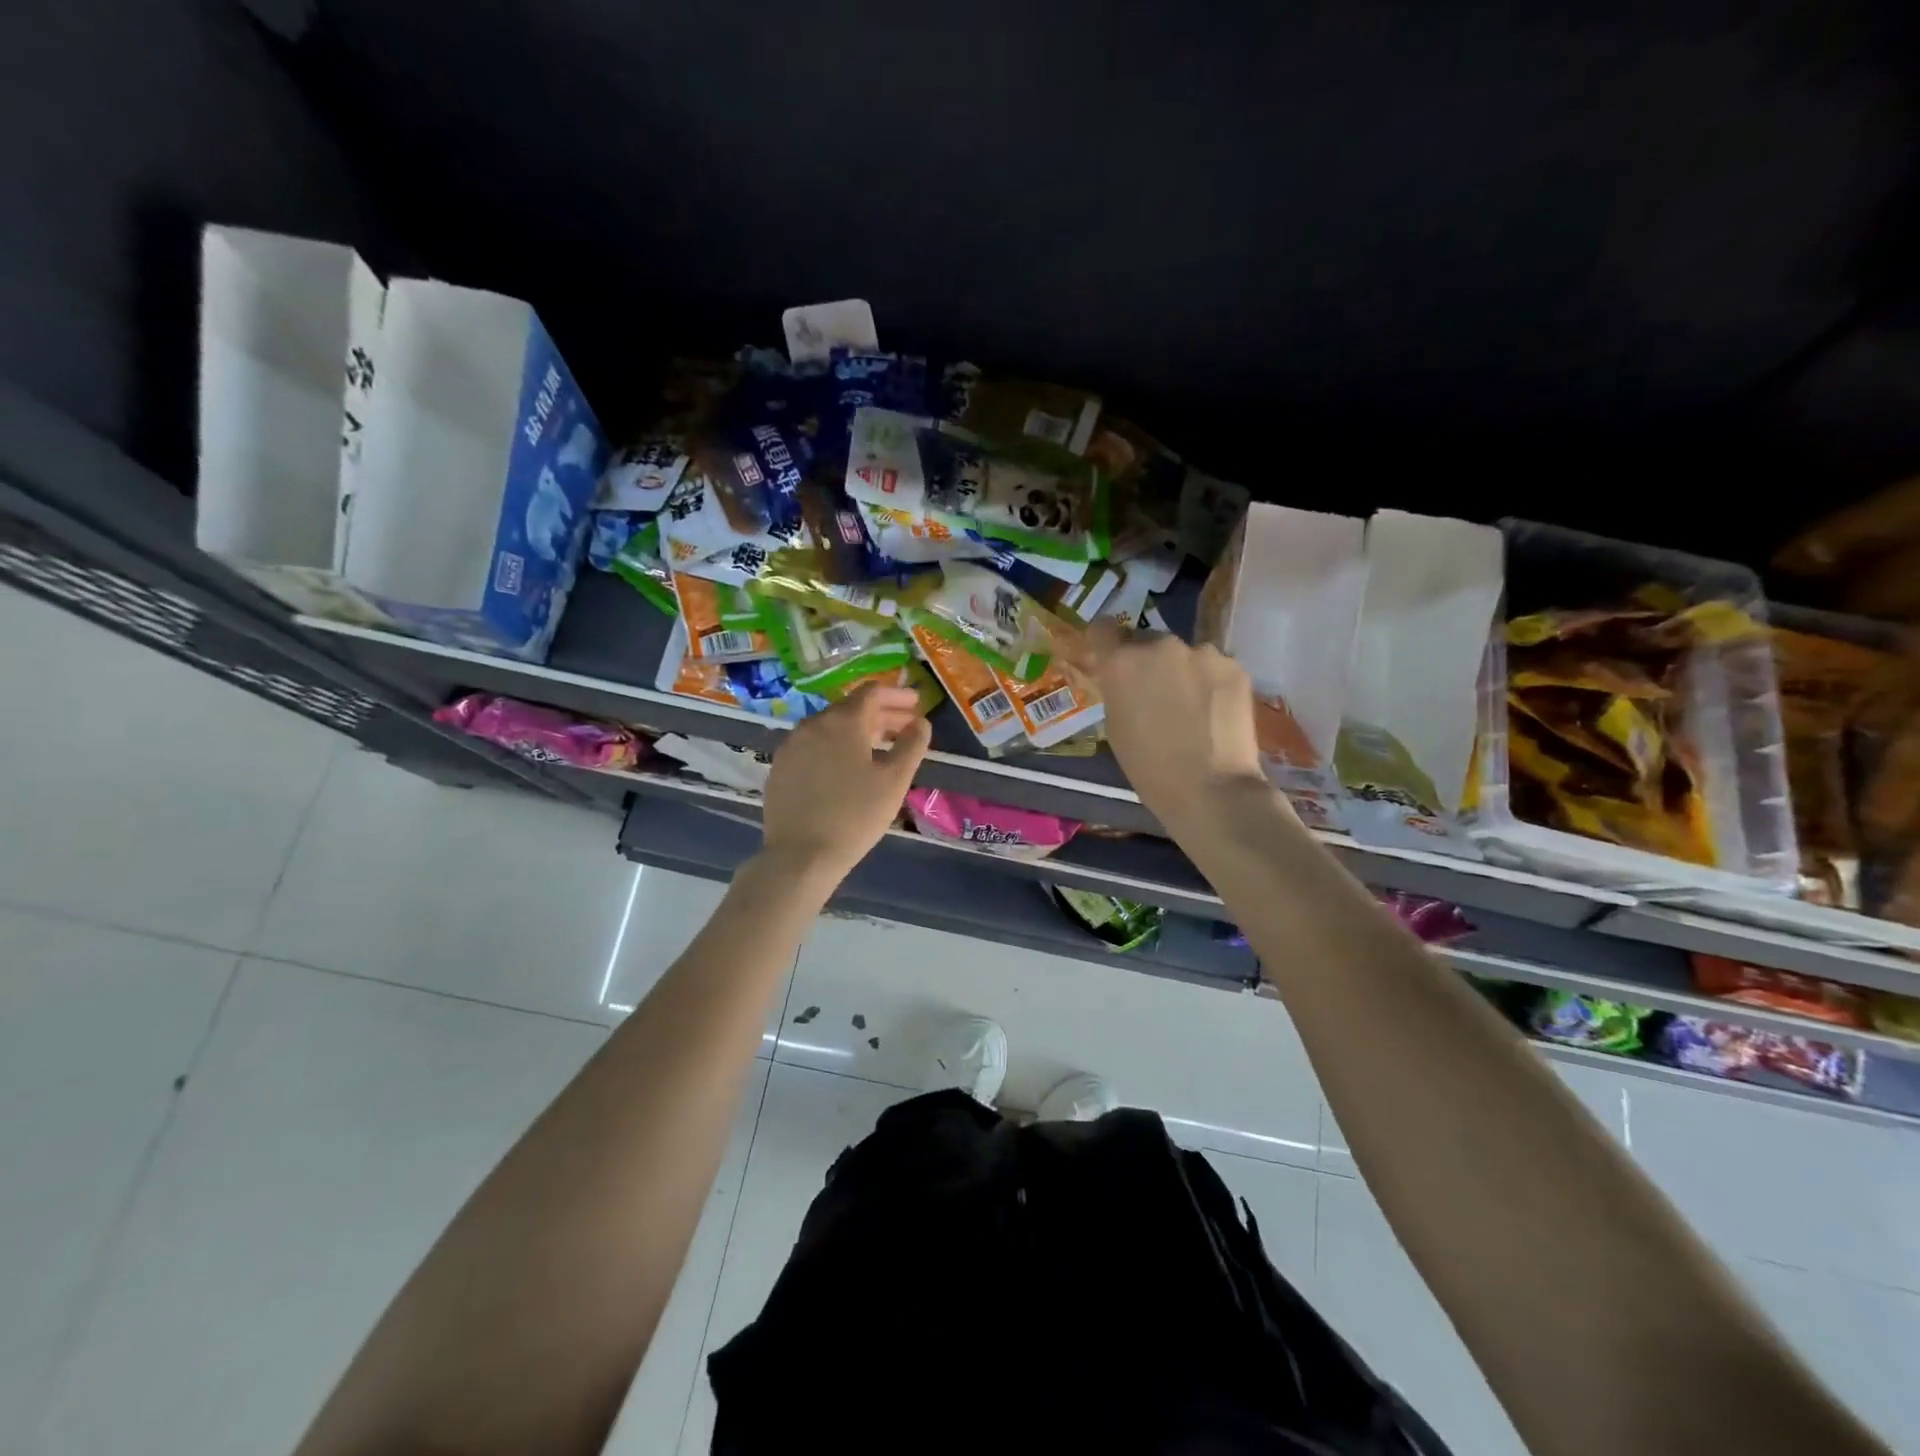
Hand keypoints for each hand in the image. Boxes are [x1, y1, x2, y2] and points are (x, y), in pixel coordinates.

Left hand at [759, 683, 931, 885]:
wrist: (800, 855)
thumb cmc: (855, 815)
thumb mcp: (894, 781)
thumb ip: (912, 745)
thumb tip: (920, 722)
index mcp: (843, 721)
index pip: (872, 693)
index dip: (897, 695)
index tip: (916, 704)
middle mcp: (813, 724)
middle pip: (850, 708)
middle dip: (880, 714)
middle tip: (904, 727)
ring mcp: (791, 745)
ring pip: (830, 727)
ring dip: (857, 731)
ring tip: (878, 748)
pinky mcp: (780, 767)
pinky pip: (813, 746)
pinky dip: (834, 747)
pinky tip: (845, 767)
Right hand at [1074, 622, 1269, 830]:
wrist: (1212, 789)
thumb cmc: (1150, 768)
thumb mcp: (1116, 727)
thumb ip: (1118, 691)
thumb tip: (1126, 681)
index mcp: (1122, 661)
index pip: (1103, 628)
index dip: (1104, 643)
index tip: (1109, 657)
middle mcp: (1161, 645)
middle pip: (1146, 641)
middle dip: (1148, 662)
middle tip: (1156, 694)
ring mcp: (1203, 652)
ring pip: (1184, 654)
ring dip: (1182, 671)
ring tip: (1192, 707)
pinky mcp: (1235, 666)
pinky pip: (1213, 667)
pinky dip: (1210, 683)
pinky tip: (1215, 712)